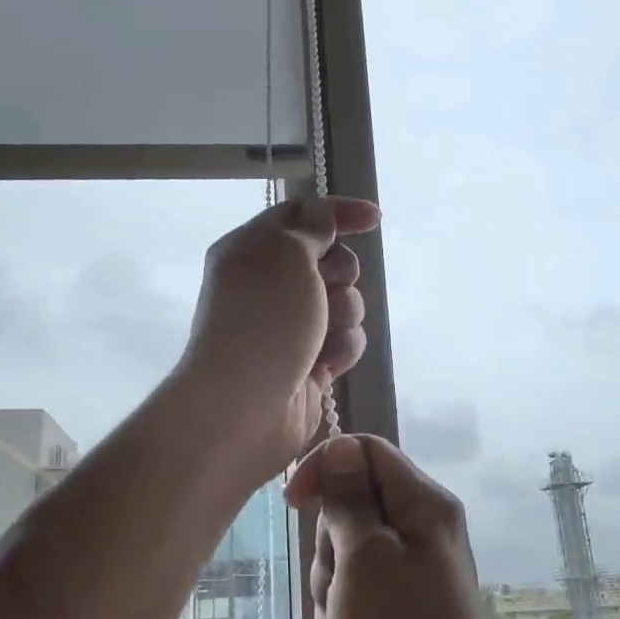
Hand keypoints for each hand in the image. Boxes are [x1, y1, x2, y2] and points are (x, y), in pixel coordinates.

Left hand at [175, 196, 380, 478]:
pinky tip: (325, 364)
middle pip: (329, 260)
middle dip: (342, 273)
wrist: (245, 405)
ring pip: (343, 302)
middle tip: (329, 286)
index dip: (338, 212)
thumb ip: (311, 227)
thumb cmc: (264, 319)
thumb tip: (321, 218)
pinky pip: (343, 340)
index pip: (300, 214)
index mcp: (250, 249)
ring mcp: (288, 324)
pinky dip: (341, 349)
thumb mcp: (286, 253)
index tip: (374, 220)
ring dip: (344, 315)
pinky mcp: (307, 359)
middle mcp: (267, 283)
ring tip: (323, 335)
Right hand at [285, 434, 511, 618]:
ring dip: (331, 586)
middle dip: (329, 544)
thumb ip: (349, 499)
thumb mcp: (364, 557)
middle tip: (339, 584)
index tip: (293, 502)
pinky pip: (353, 590)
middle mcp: (422, 529)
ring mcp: (411, 571)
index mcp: (425, 505)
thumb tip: (341, 446)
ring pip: (345, 551)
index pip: (366, 451)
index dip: (325, 467)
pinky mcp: (399, 608)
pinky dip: (340, 613)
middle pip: (351, 505)